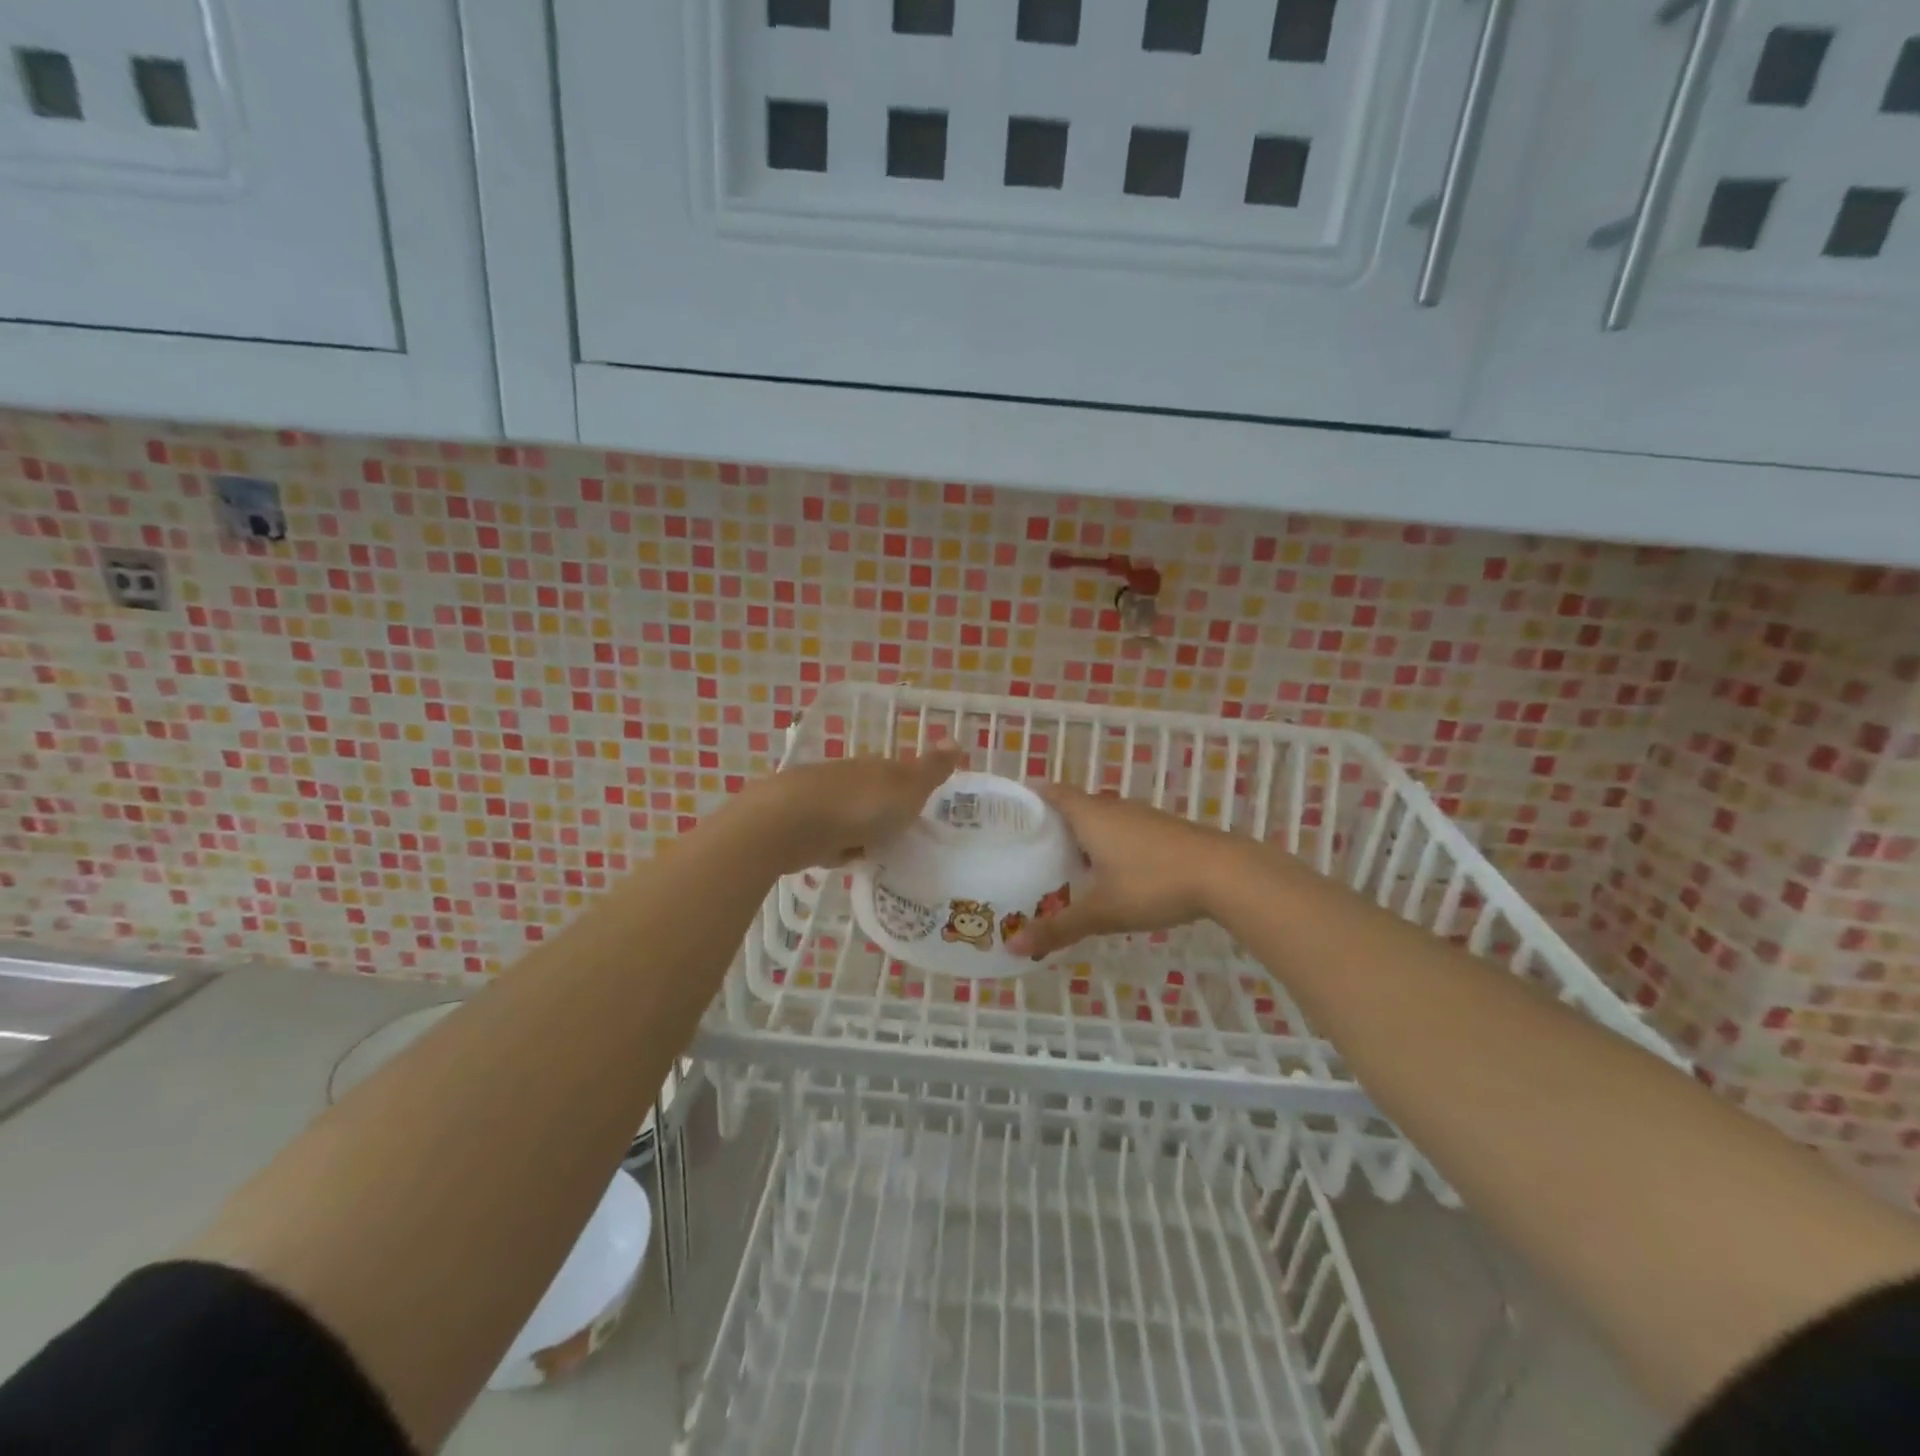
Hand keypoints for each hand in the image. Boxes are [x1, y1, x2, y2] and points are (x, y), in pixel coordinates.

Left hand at [749, 741, 962, 874]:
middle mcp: (846, 776)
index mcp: (875, 767)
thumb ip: (931, 769)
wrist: (789, 822)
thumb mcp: (907, 788)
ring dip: (857, 832)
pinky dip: (833, 846)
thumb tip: (956, 739)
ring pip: (847, 815)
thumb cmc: (858, 806)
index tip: (918, 814)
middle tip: (897, 839)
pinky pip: (825, 835)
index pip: (897, 773)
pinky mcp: (796, 823)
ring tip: (870, 855)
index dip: (909, 791)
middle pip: (870, 794)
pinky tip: (837, 861)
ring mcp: (818, 798)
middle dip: (881, 814)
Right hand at [1005, 783, 1237, 958]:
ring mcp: (1142, 817)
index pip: (1052, 793)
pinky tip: (1111, 876)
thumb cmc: (1153, 883)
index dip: (1030, 800)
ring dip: (1084, 838)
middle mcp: (1113, 807)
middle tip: (1031, 851)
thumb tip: (1013, 946)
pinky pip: (1124, 832)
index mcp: (1090, 814)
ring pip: (1102, 821)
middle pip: (1075, 807)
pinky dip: (1110, 847)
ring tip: (1065, 867)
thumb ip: (1058, 928)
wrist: (1225, 874)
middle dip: (1054, 826)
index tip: (1010, 817)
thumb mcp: (1102, 911)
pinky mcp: (1164, 831)